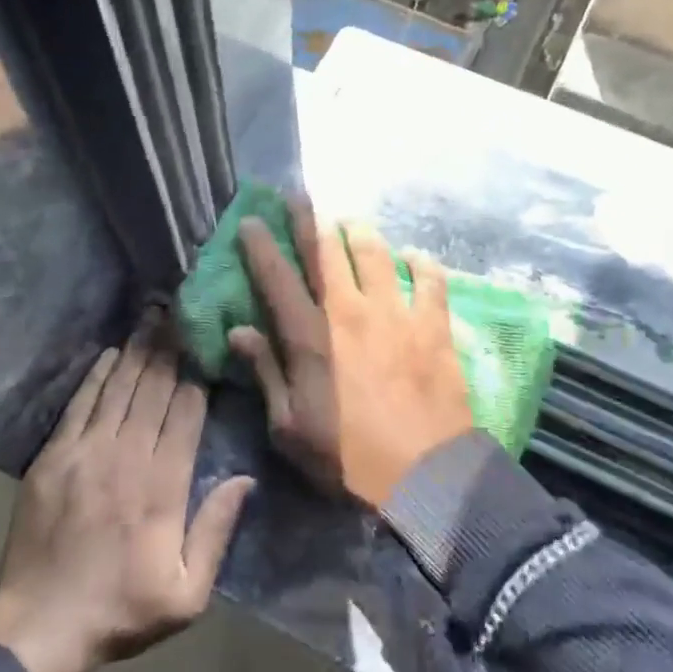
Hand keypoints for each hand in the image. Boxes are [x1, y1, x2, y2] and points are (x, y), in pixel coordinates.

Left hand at [0, 322, 253, 671]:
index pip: (186, 414)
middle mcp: (127, 457)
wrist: (40, 626)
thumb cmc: (122, 610)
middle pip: (154, 390)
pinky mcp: (54, 457)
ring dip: (138, 351)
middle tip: (181, 314)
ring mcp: (86, 452)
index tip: (206, 345)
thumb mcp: (188, 593)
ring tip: (153, 318)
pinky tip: (111, 353)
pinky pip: (80, 404)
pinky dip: (97, 376)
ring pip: (120, 389)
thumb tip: (245, 478)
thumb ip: (217, 531)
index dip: (197, 377)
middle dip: (171, 349)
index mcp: (163, 486)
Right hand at [230, 199, 471, 508]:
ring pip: (375, 253)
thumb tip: (239, 331)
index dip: (260, 245)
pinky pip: (429, 278)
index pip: (277, 278)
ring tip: (350, 222)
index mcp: (310, 337)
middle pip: (325, 251)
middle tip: (298, 195)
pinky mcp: (433, 324)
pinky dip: (420, 262)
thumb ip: (267, 373)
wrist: (426, 476)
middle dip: (308, 219)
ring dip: (359, 232)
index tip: (249, 220)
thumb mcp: (291, 428)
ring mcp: (395, 313)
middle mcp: (350, 311)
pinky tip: (413, 256)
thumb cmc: (349, 458)